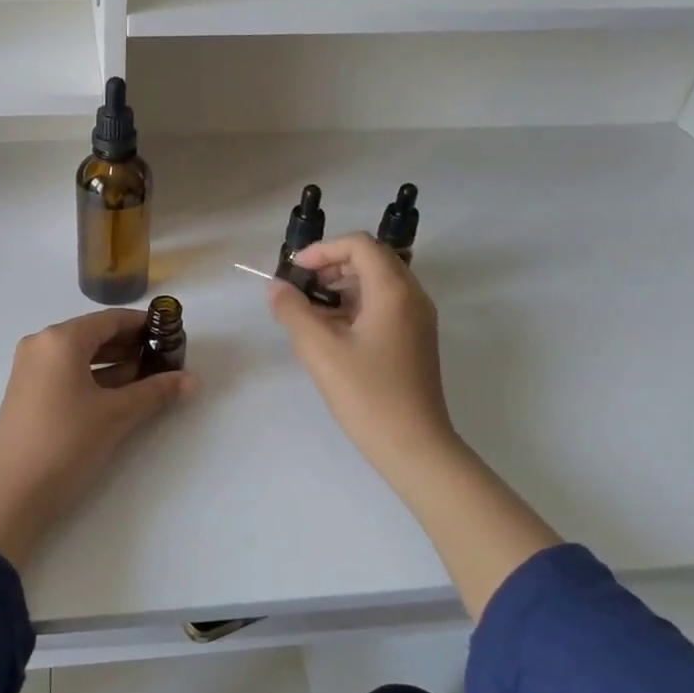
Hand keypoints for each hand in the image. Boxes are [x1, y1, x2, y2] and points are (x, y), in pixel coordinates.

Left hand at [0, 309, 196, 566]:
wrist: (10, 495)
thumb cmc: (66, 442)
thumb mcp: (116, 415)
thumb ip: (155, 392)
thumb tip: (192, 380)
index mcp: (60, 339)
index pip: (111, 319)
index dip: (143, 325)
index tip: (171, 336)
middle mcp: (41, 345)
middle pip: (94, 335)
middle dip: (131, 346)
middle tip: (165, 360)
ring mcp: (30, 369)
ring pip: (81, 356)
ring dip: (115, 364)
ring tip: (150, 379)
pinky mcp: (27, 393)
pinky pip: (67, 373)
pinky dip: (94, 379)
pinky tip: (120, 395)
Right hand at [267, 235, 459, 486]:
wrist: (414, 447)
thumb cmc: (367, 395)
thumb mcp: (320, 351)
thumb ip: (293, 311)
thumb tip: (276, 287)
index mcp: (393, 291)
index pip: (359, 245)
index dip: (323, 250)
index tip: (295, 271)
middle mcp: (412, 297)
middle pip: (372, 259)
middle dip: (332, 265)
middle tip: (301, 288)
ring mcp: (418, 319)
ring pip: (379, 283)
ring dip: (343, 286)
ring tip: (311, 311)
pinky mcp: (416, 340)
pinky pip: (385, 306)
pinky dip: (356, 306)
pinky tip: (332, 332)